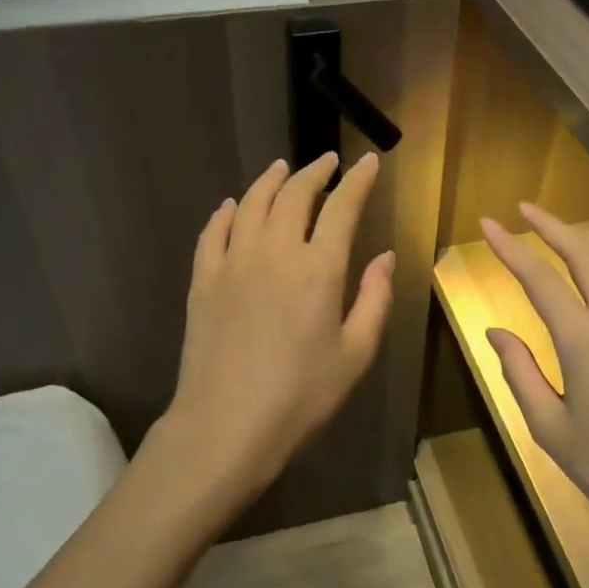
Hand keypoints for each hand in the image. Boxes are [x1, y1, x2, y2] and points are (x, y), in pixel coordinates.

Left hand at [161, 152, 394, 519]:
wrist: (226, 425)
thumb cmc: (301, 396)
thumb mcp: (355, 354)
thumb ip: (374, 300)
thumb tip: (385, 257)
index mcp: (319, 269)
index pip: (343, 207)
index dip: (357, 181)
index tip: (367, 162)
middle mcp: (275, 252)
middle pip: (294, 195)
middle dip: (315, 172)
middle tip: (327, 162)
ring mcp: (233, 263)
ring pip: (252, 204)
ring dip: (270, 181)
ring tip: (282, 168)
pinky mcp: (203, 281)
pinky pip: (213, 232)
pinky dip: (226, 212)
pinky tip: (233, 206)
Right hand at [481, 203, 588, 570]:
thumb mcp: (551, 429)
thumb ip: (519, 373)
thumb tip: (496, 331)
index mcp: (585, 341)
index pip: (540, 278)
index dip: (511, 247)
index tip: (489, 224)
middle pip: (587, 253)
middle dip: (553, 226)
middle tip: (526, 210)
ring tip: (567, 233)